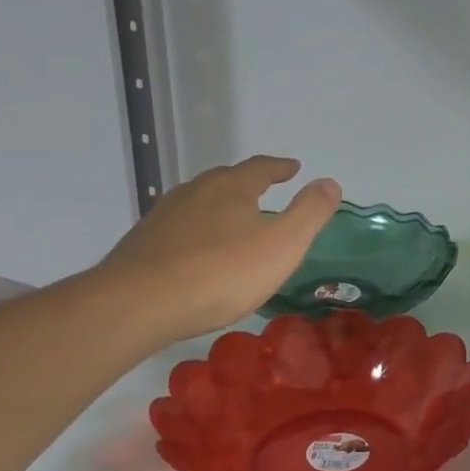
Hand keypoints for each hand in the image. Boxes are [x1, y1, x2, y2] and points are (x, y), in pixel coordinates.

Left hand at [95, 156, 339, 344]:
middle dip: (247, 183)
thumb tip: (330, 181)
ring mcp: (165, 215)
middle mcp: (196, 191)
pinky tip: (197, 251)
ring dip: (219, 206)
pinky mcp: (143, 242)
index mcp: (232, 187)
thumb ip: (310, 212)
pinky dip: (196, 231)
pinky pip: (179, 228)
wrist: (140, 303)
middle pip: (226, 180)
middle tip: (264, 191)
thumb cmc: (222, 273)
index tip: (293, 168)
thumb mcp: (283, 244)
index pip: (261, 168)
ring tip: (232, 220)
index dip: (280, 167)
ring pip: (199, 202)